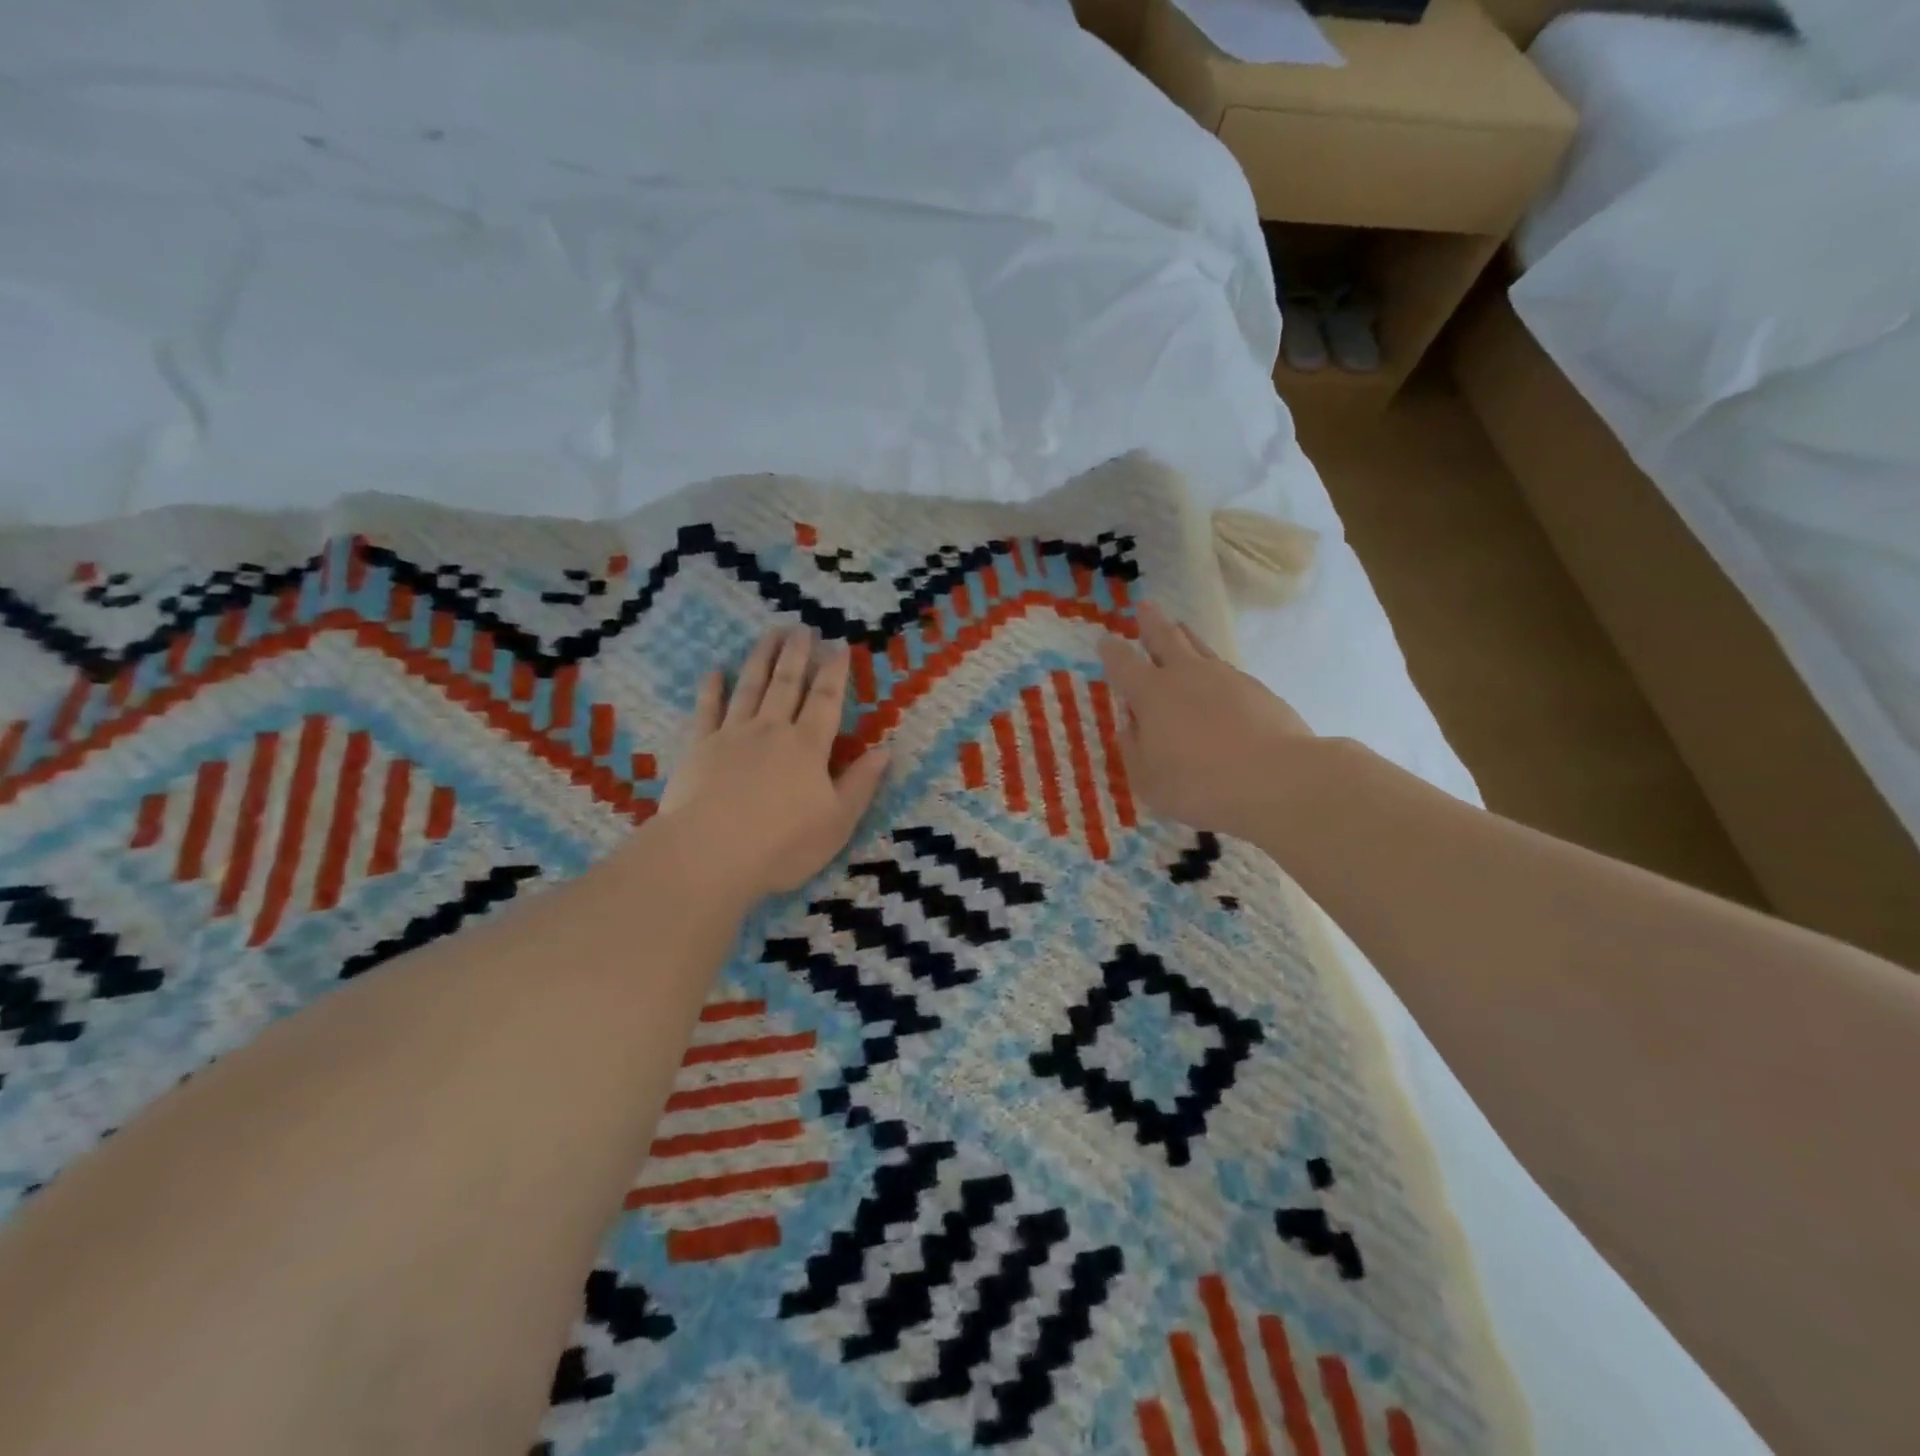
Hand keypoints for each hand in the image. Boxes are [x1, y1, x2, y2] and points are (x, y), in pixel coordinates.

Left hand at [653, 626, 889, 905]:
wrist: (709, 855)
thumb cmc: (782, 844)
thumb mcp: (837, 821)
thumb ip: (861, 783)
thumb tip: (885, 750)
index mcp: (808, 746)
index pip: (826, 699)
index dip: (834, 671)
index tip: (838, 645)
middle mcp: (772, 730)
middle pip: (787, 683)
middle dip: (797, 654)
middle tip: (801, 627)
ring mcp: (732, 735)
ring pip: (750, 687)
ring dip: (761, 658)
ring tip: (769, 633)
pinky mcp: (699, 748)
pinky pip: (707, 710)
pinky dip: (712, 688)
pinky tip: (716, 671)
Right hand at [1098, 601, 1315, 840]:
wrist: (1277, 779)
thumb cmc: (1200, 784)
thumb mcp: (1148, 778)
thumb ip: (1134, 747)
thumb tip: (1131, 724)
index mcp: (1151, 693)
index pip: (1122, 663)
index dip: (1111, 651)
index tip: (1105, 641)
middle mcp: (1185, 675)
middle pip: (1165, 637)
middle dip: (1151, 622)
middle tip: (1145, 606)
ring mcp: (1225, 677)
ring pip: (1198, 647)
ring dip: (1185, 635)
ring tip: (1180, 627)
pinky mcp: (1257, 688)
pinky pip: (1225, 670)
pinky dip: (1213, 668)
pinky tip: (1215, 679)